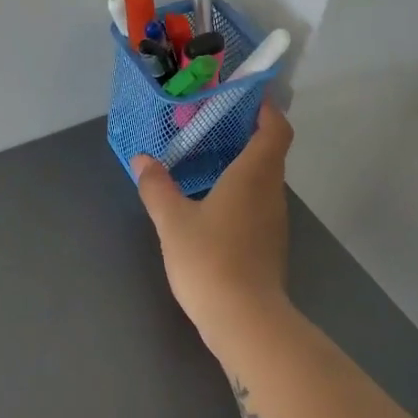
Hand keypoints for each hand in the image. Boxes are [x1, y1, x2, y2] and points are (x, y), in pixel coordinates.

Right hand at [132, 100, 293, 343]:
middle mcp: (272, 193)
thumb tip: (143, 160)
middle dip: (245, 135)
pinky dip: (239, 193)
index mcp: (254, 175)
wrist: (245, 321)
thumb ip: (156, 187)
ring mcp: (274, 222)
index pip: (275, 129)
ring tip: (205, 161)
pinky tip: (210, 204)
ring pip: (263, 181)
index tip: (244, 96)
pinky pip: (257, 205)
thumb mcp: (172, 221)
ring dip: (241, 166)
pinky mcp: (269, 245)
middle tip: (208, 126)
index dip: (266, 109)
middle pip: (269, 153)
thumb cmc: (210, 260)